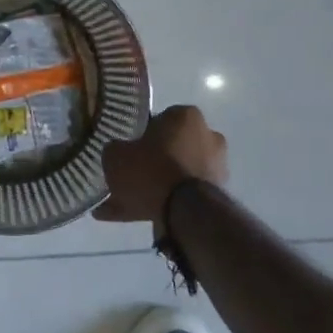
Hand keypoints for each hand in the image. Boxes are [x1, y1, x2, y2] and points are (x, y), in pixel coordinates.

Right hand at [96, 105, 228, 225]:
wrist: (183, 213)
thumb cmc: (150, 170)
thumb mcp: (116, 154)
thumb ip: (116, 149)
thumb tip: (118, 152)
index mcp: (186, 116)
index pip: (159, 119)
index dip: (140, 135)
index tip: (128, 150)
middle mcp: (208, 136)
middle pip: (172, 147)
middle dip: (152, 161)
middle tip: (129, 176)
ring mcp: (216, 168)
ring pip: (177, 174)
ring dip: (157, 185)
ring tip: (128, 202)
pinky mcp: (217, 196)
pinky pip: (183, 197)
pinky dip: (163, 204)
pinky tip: (138, 216)